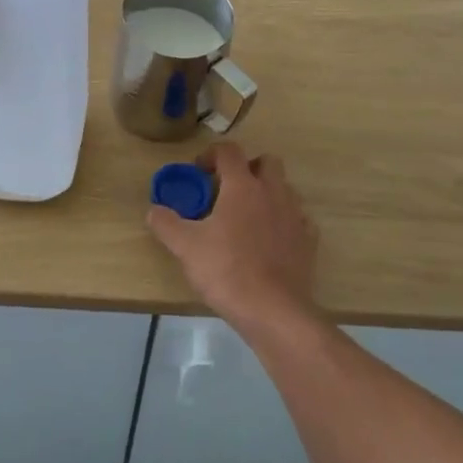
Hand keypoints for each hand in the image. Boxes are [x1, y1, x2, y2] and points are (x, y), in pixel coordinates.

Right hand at [147, 142, 318, 333]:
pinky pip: (297, 218)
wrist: (274, 311)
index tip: (198, 172)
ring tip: (246, 217)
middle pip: (267, 162)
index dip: (211, 155)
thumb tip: (153, 210)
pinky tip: (269, 240)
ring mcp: (295, 216)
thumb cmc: (226, 271)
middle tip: (227, 190)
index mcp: (243, 186)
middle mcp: (273, 192)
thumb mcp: (185, 247)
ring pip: (284, 189)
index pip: (229, 151)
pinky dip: (283, 221)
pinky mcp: (308, 240)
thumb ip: (166, 223)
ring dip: (266, 193)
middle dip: (247, 168)